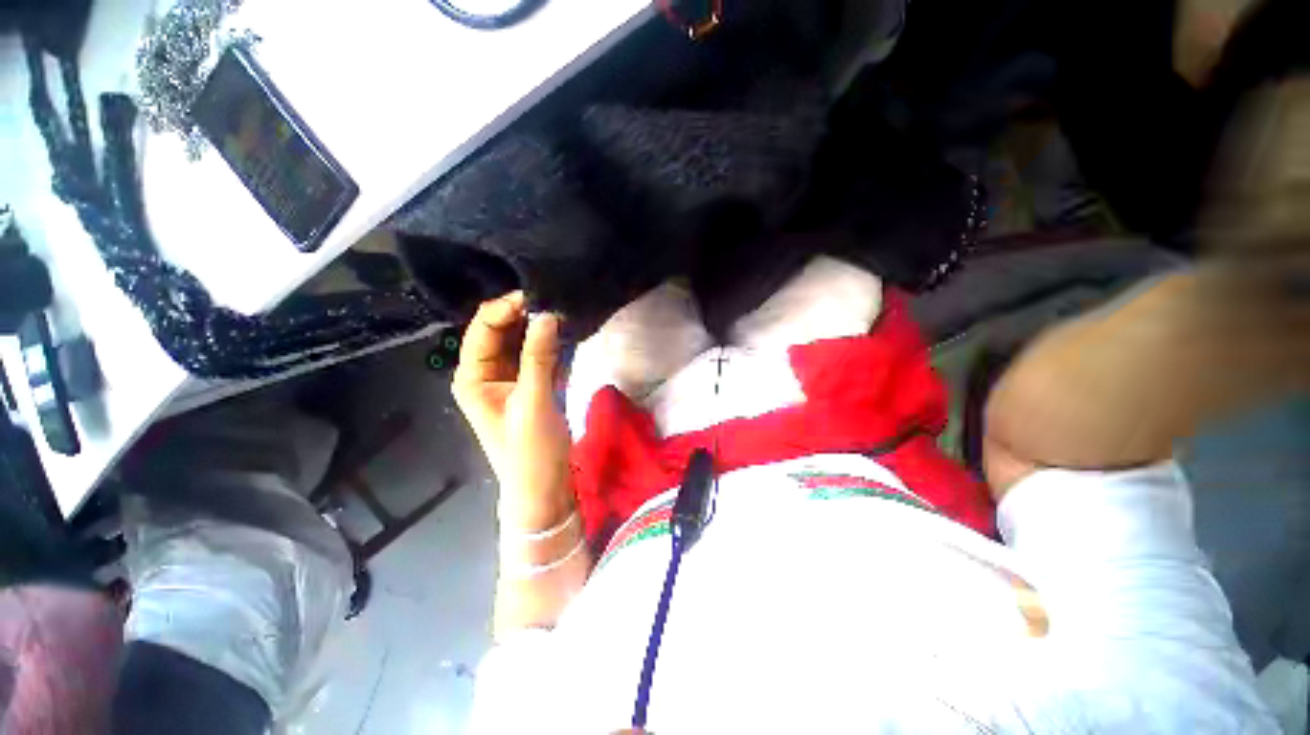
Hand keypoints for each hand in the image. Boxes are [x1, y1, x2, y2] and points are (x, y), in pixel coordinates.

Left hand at [452, 292, 574, 530]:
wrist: (544, 489)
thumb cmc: (530, 451)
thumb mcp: (533, 402)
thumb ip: (538, 357)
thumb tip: (546, 314)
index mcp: (472, 376)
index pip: (484, 329)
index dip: (507, 308)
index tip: (539, 296)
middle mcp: (486, 373)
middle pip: (502, 332)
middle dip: (526, 316)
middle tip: (556, 301)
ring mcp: (510, 380)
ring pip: (522, 343)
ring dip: (541, 330)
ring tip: (565, 313)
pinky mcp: (530, 386)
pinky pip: (538, 357)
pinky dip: (551, 346)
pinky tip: (567, 335)